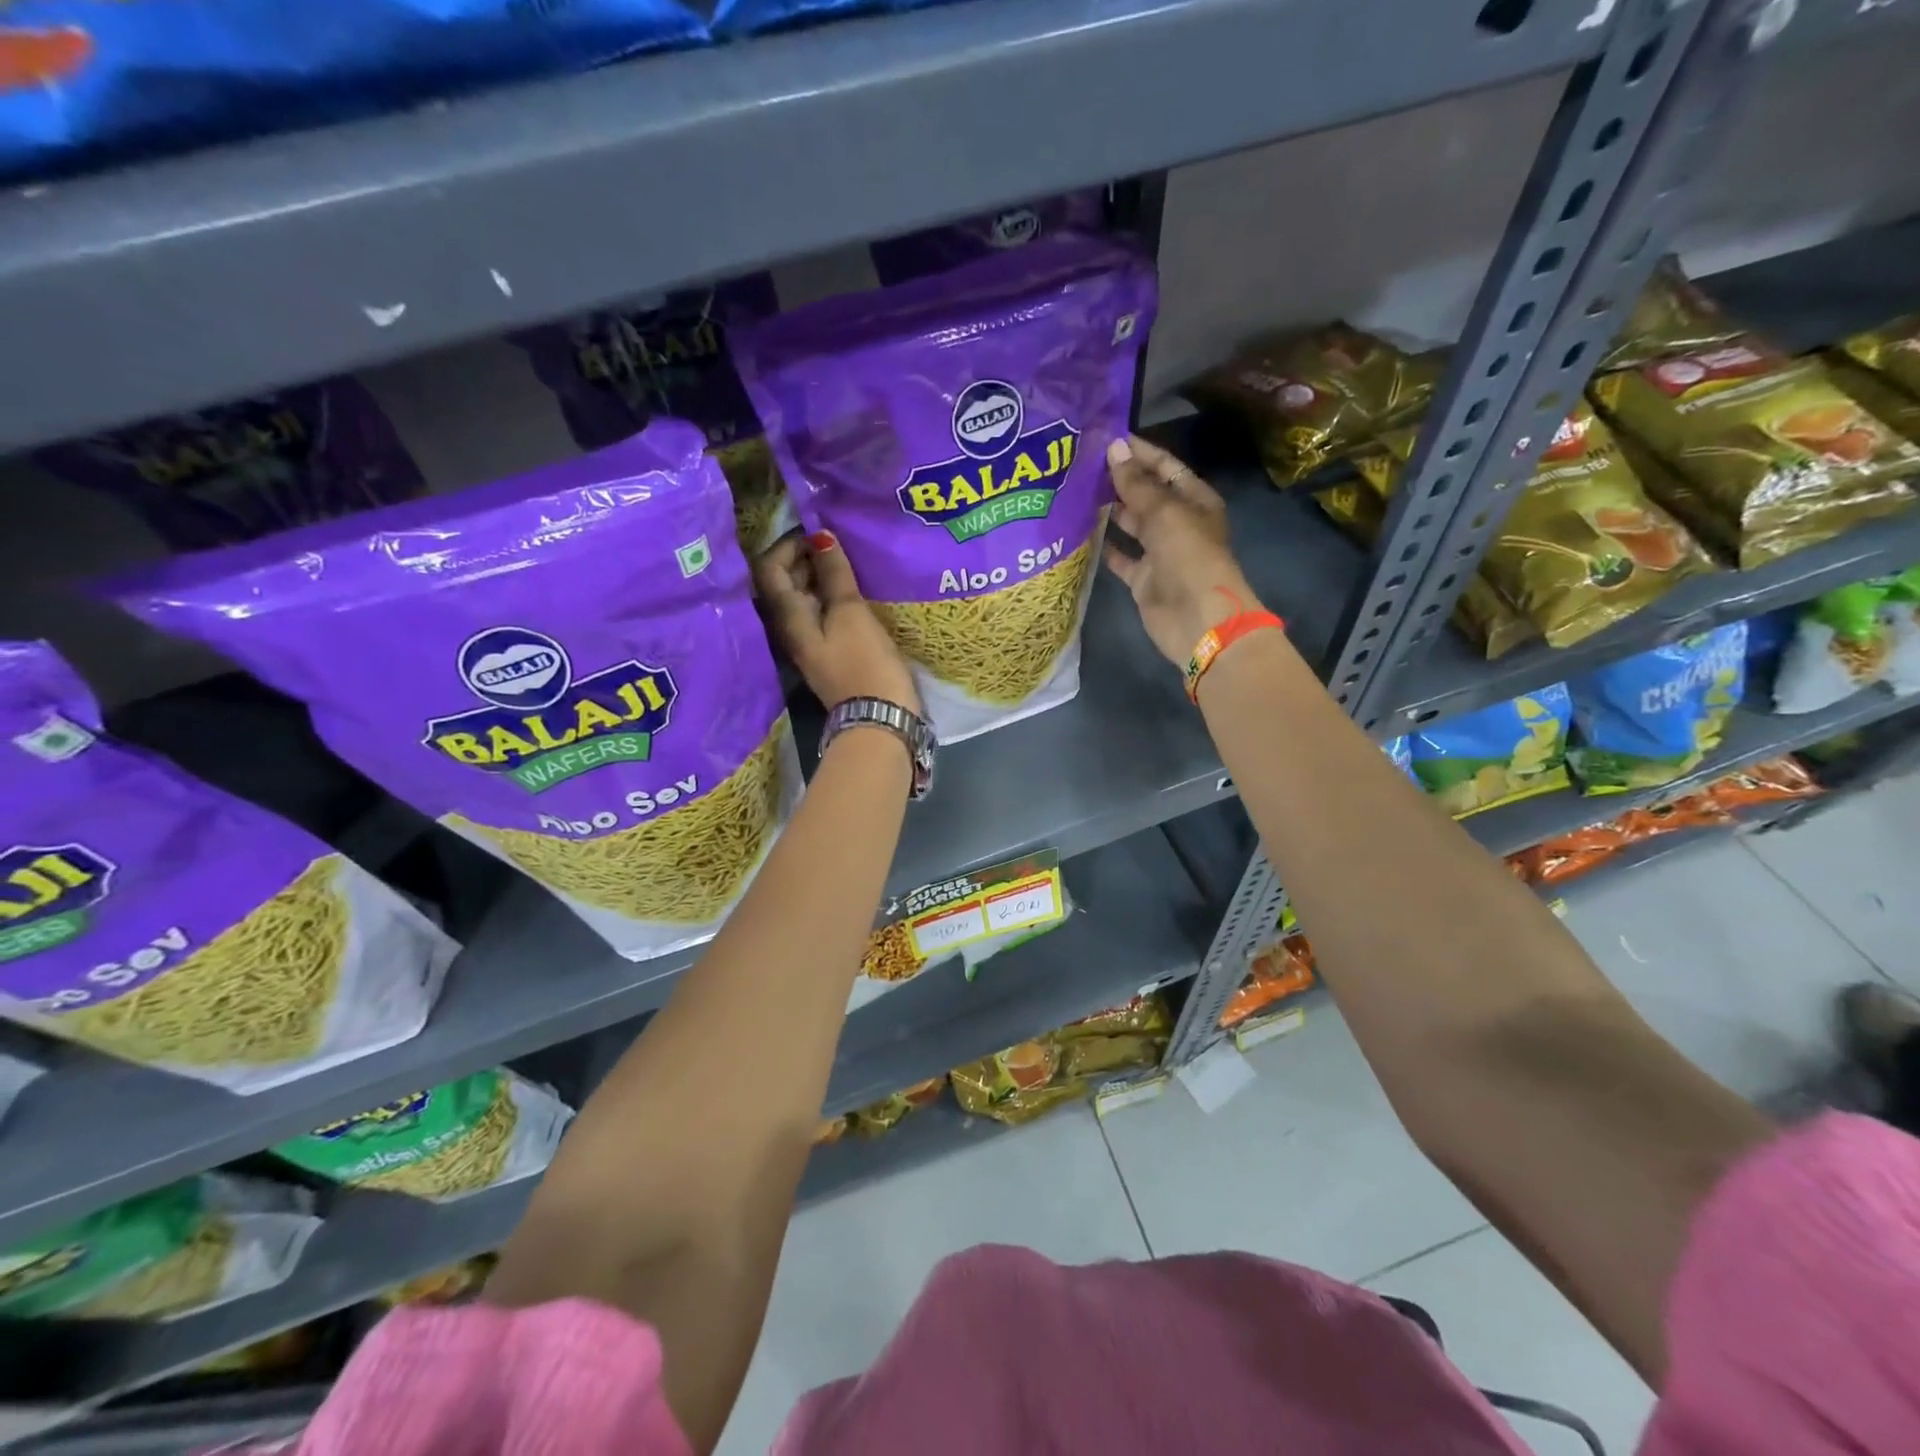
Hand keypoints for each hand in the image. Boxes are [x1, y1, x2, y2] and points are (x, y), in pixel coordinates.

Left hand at [756, 531, 920, 713]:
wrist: (880, 718)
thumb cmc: (864, 662)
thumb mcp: (850, 613)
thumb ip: (834, 574)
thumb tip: (820, 536)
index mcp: (788, 617)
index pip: (769, 568)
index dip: (789, 544)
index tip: (820, 532)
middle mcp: (791, 627)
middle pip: (786, 581)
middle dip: (806, 556)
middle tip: (839, 542)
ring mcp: (810, 641)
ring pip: (806, 597)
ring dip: (822, 576)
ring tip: (850, 560)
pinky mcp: (830, 651)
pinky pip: (823, 613)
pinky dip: (833, 596)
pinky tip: (856, 589)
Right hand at [1101, 435, 1260, 666]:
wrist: (1196, 618)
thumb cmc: (1188, 556)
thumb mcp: (1163, 512)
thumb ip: (1136, 483)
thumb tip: (1114, 448)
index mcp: (1194, 500)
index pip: (1165, 467)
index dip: (1138, 452)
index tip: (1105, 438)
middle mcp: (1177, 523)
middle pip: (1146, 494)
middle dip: (1119, 480)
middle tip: (1080, 464)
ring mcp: (1159, 552)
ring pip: (1131, 524)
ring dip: (1108, 510)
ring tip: (1074, 492)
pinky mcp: (1142, 578)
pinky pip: (1120, 557)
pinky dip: (1103, 547)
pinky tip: (1079, 532)